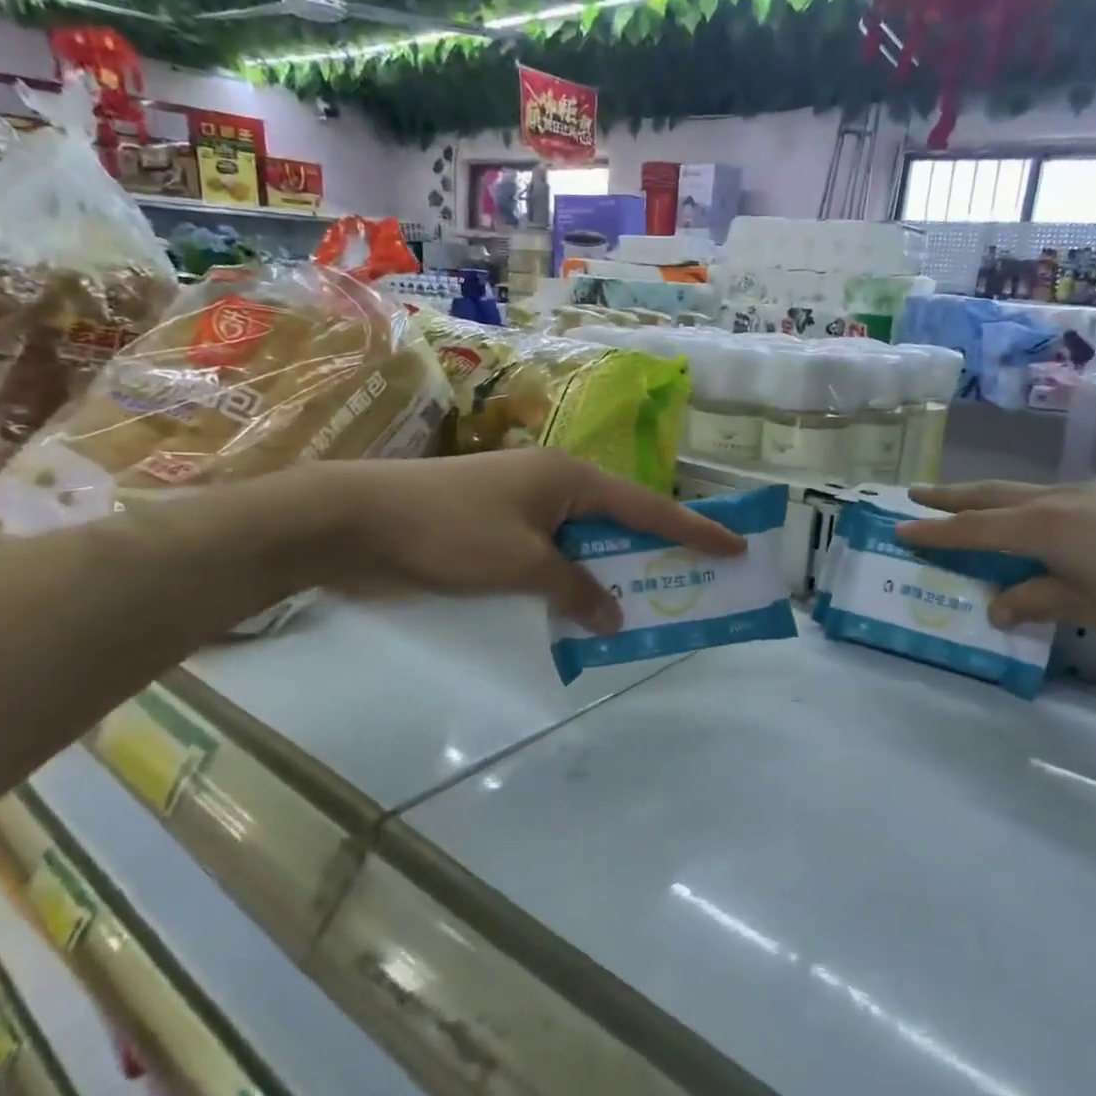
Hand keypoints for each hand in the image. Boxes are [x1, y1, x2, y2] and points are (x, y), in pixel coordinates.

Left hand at [298, 450, 745, 632]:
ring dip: (611, 575)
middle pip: (622, 523)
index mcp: (570, 478)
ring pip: (587, 544)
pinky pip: (554, 557)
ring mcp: (525, 506)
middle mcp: (555, 485)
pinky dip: (573, 583)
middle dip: (657, 555)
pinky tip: (583, 611)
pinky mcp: (499, 530)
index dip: (696, 530)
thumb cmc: (450, 531)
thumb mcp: (523, 564)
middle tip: (697, 583)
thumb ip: (576, 591)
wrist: (358, 520)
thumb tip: (613, 616)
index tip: (737, 546)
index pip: (648, 508)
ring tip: (647, 606)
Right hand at [898, 473, 1095, 637]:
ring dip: (998, 499)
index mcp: (1043, 528)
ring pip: (1031, 491)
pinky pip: (1075, 496)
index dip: (935, 532)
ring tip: (984, 508)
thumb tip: (996, 607)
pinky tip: (1071, 525)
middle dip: (951, 496)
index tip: (900, 527)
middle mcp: (1060, 498)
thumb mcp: (1088, 608)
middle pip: (992, 495)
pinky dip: (1051, 507)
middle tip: (917, 493)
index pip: (973, 531)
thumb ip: (1036, 601)